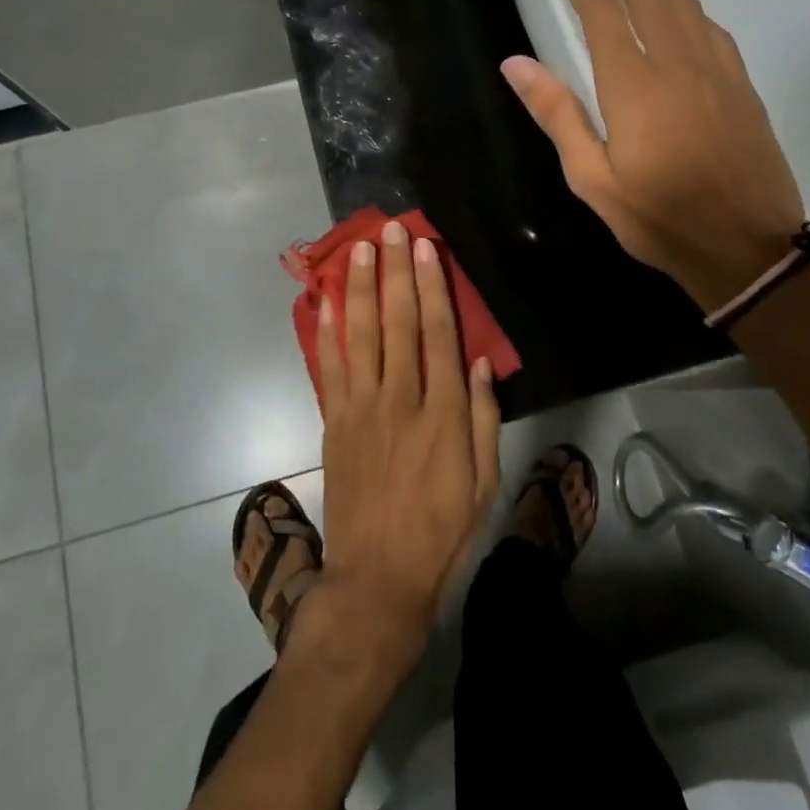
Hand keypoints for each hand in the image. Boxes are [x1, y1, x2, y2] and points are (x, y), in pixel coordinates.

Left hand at [308, 221, 501, 671]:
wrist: (377, 578)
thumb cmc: (441, 531)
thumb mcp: (484, 483)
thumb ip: (484, 419)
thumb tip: (482, 362)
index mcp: (442, 414)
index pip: (438, 334)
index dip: (433, 287)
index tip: (427, 249)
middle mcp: (400, 399)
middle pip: (397, 322)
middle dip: (396, 271)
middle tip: (393, 230)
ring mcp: (361, 408)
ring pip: (360, 334)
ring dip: (359, 287)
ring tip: (359, 248)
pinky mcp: (335, 421)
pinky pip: (329, 366)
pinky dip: (326, 330)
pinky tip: (326, 299)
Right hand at [502, 0, 805, 311]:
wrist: (748, 249)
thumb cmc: (659, 218)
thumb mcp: (592, 178)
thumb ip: (557, 113)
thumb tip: (515, 62)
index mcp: (635, 86)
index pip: (605, 16)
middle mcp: (679, 65)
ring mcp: (718, 73)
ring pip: (687, 7)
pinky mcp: (744, 88)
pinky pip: (714, 29)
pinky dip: (690, 9)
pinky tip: (683, 16)